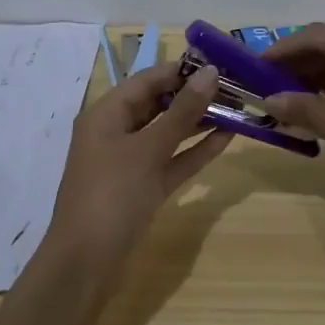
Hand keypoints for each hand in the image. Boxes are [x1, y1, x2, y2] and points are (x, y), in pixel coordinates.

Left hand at [44, 62, 230, 272]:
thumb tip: (211, 73)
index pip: (148, 79)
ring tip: (237, 107)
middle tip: (236, 86)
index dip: (182, 70)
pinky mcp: (144, 187)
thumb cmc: (112, 194)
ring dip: (199, 121)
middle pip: (159, 104)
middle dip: (195, 95)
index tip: (221, 62)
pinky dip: (195, 150)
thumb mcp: (148, 149)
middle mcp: (117, 131)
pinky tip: (226, 138)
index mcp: (107, 113)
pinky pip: (172, 160)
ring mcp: (130, 161)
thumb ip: (182, 112)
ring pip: (168, 132)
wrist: (86, 262)